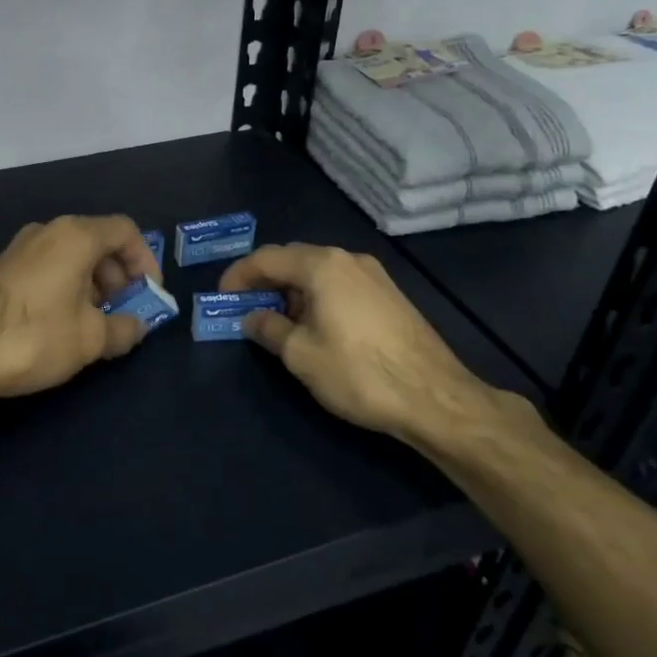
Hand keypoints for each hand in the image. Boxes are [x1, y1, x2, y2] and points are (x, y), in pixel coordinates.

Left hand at [0, 215, 160, 405]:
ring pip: (72, 255)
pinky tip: (63, 323)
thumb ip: (124, 329)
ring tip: (95, 324)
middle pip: (98, 241)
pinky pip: (49, 266)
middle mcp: (47, 231)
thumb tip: (138, 327)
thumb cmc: (36, 336)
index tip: (149, 294)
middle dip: (119, 276)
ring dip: (93, 284)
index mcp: (75, 236)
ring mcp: (21, 247)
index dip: (145, 261)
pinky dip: (67, 286)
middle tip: (124, 312)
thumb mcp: (91, 338)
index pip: (125, 231)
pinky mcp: (3, 268)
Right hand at [218, 243, 541, 458]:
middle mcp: (348, 259)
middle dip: (264, 282)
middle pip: (293, 260)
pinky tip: (313, 326)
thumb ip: (269, 329)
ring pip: (318, 273)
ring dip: (291, 291)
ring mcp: (373, 275)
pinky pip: (339, 285)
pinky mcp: (389, 295)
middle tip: (244, 309)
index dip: (238, 275)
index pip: (267, 258)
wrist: (435, 398)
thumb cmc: (359, 373)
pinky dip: (316, 298)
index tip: (221, 297)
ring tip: (276, 322)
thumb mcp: (301, 355)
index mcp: (322, 265)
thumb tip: (252, 317)